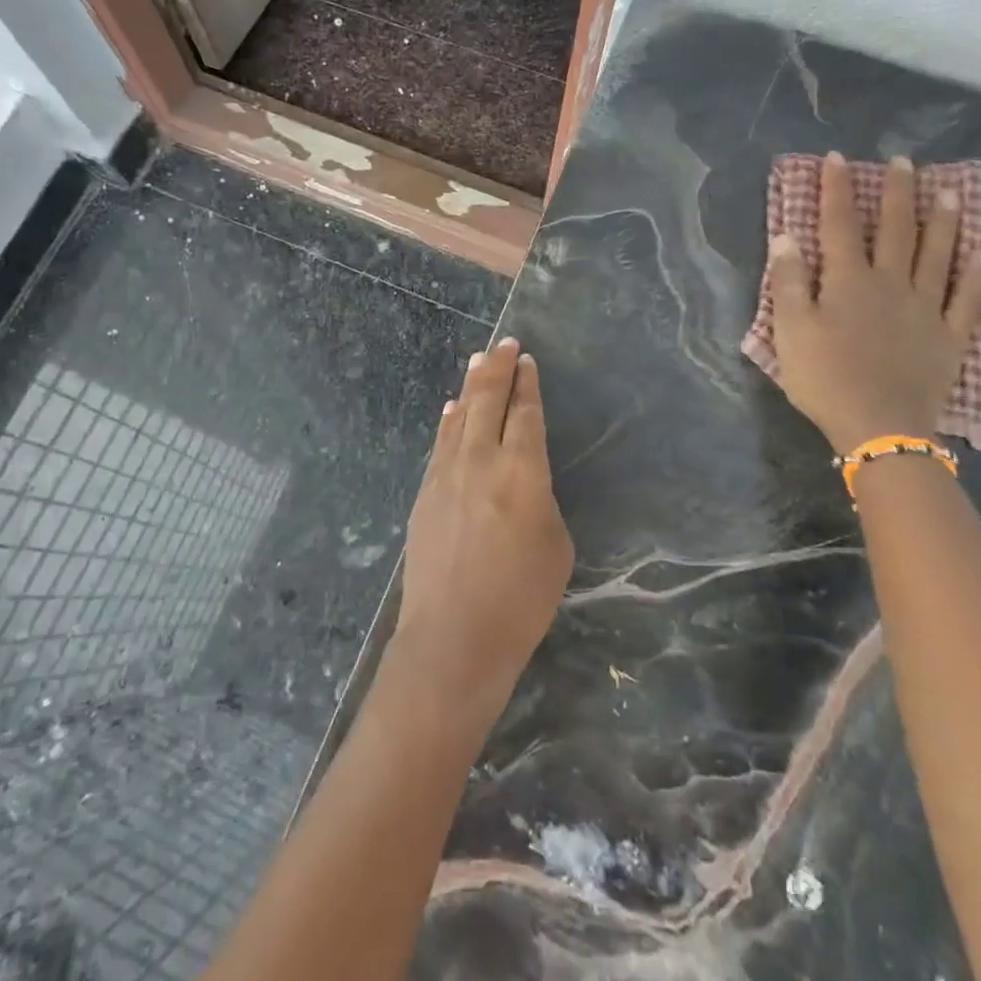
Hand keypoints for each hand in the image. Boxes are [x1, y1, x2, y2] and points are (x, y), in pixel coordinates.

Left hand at [388, 338, 573, 725]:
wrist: (453, 636)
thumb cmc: (520, 599)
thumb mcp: (555, 547)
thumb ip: (540, 502)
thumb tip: (522, 483)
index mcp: (522, 471)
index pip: (525, 414)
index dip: (527, 385)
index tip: (526, 360)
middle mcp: (481, 461)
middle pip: (487, 403)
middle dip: (498, 370)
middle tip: (504, 344)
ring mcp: (446, 475)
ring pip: (459, 417)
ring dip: (470, 387)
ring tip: (477, 362)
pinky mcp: (425, 493)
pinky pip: (440, 445)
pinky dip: (448, 422)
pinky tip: (450, 410)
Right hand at [762, 152, 980, 452]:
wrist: (878, 426)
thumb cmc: (824, 378)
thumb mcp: (789, 330)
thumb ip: (788, 282)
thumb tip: (787, 237)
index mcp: (849, 281)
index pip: (840, 225)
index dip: (838, 190)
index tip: (838, 158)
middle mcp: (892, 284)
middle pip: (896, 230)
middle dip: (898, 193)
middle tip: (905, 162)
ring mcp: (927, 308)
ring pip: (939, 254)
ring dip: (944, 221)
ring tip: (951, 191)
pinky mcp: (950, 336)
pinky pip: (969, 299)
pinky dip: (978, 274)